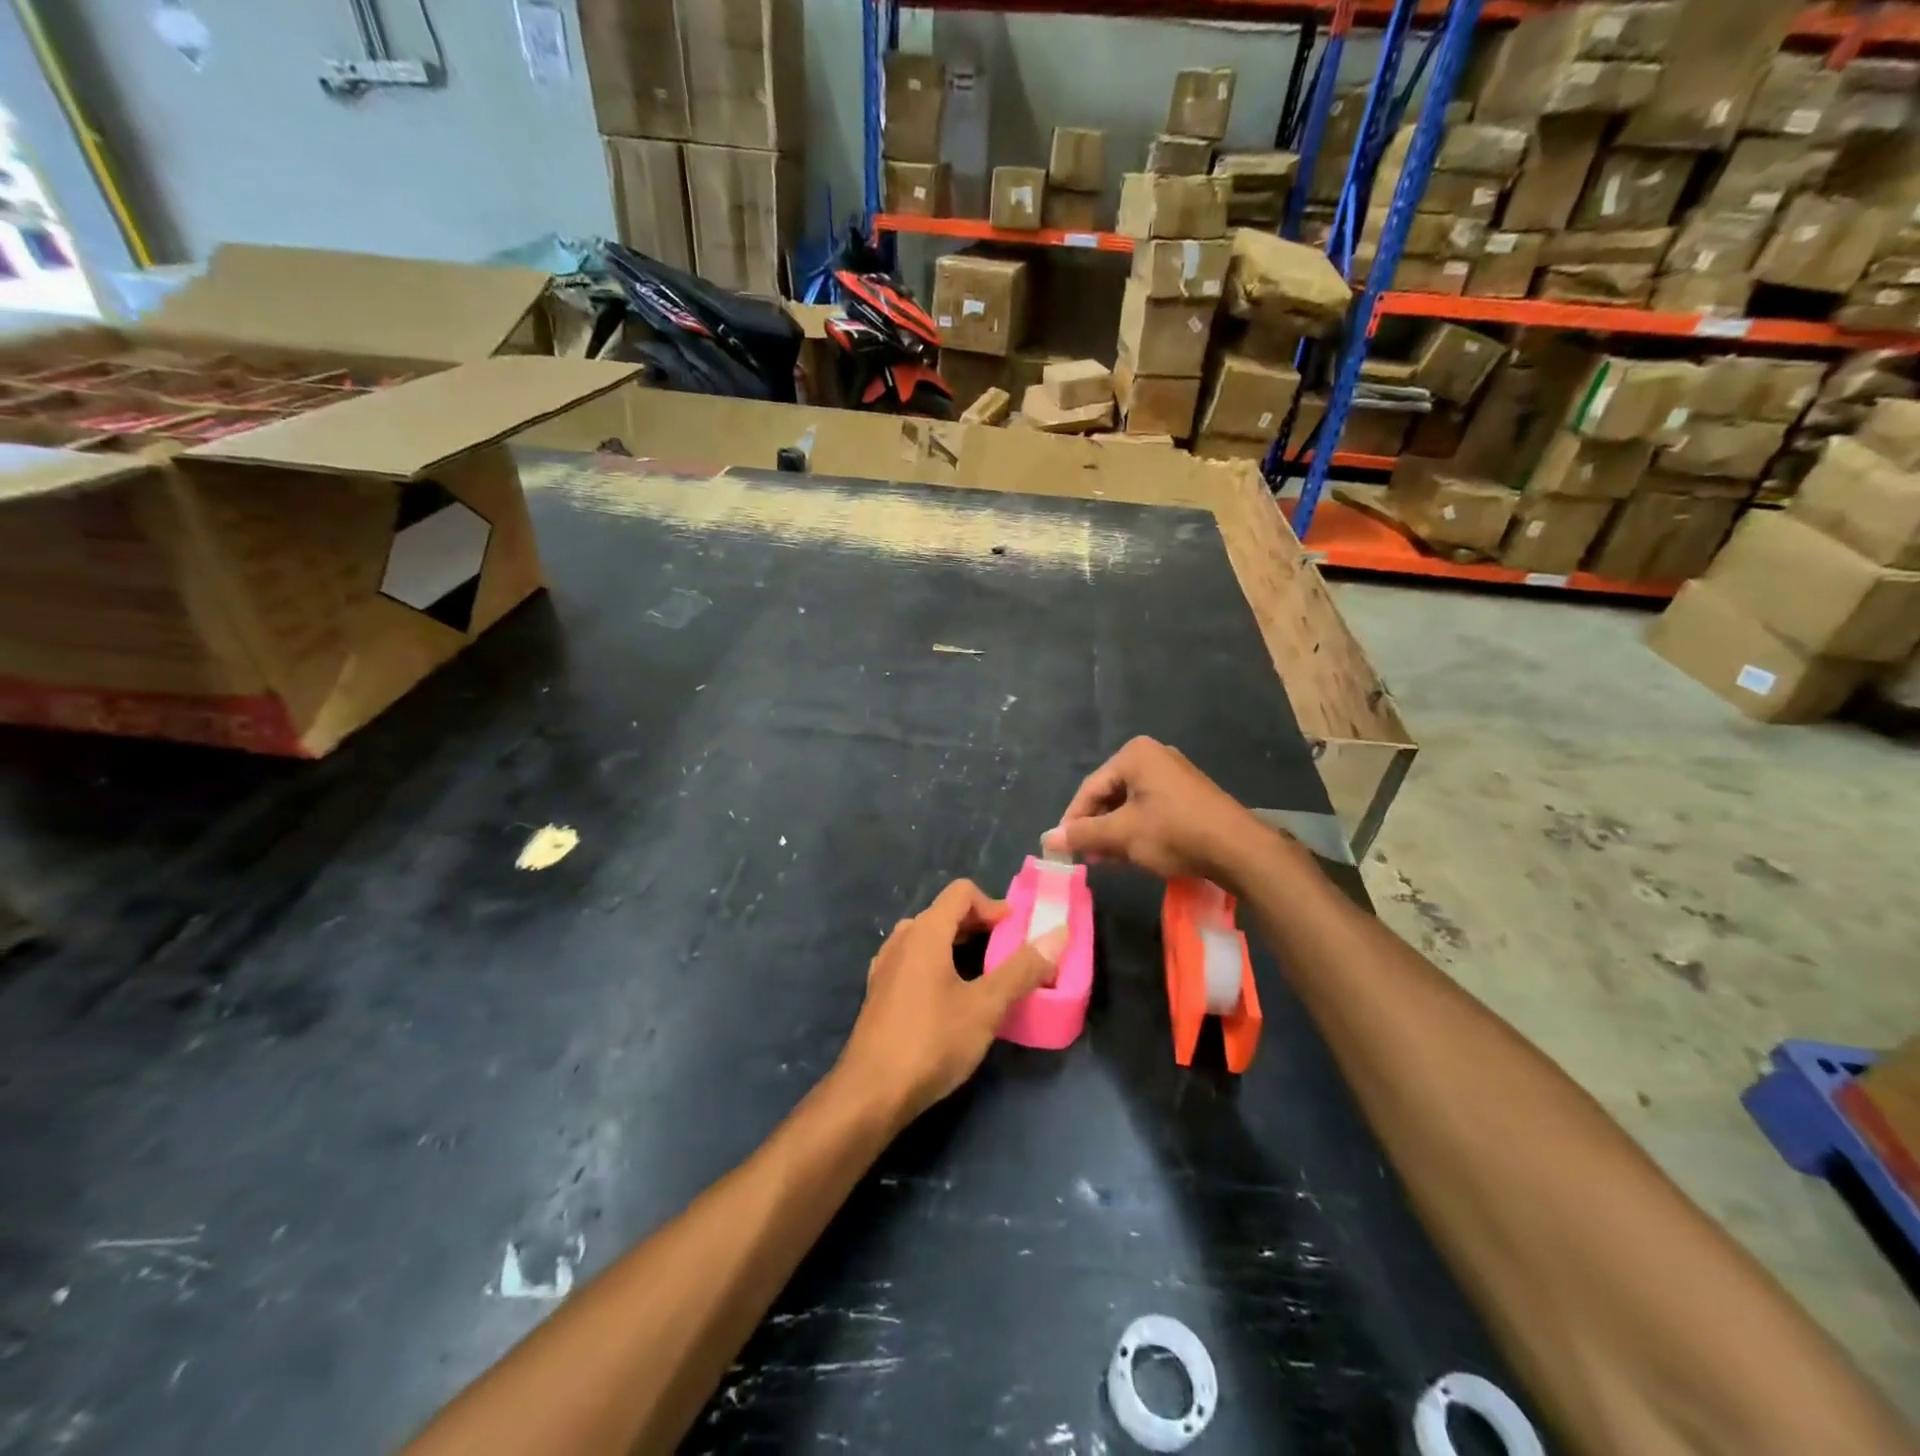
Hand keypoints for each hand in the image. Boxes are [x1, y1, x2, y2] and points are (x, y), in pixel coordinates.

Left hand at [838, 879, 1068, 1127]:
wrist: (871, 1093)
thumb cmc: (932, 1042)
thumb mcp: (986, 1006)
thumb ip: (1022, 969)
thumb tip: (1059, 934)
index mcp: (925, 932)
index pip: (961, 892)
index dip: (993, 905)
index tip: (1016, 932)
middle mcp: (902, 940)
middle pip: (944, 913)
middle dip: (979, 926)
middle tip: (1008, 952)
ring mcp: (885, 966)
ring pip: (927, 938)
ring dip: (957, 945)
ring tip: (983, 973)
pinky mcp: (879, 993)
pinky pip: (913, 961)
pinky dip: (937, 964)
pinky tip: (950, 996)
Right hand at [1041, 736, 1265, 886]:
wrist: (1238, 849)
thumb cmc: (1174, 833)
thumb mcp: (1122, 835)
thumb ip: (1083, 834)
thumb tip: (1047, 839)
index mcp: (1134, 754)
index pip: (1090, 788)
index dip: (1073, 819)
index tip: (1063, 847)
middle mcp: (1153, 756)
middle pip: (1110, 793)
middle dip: (1095, 827)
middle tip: (1086, 855)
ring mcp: (1174, 774)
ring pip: (1130, 804)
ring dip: (1114, 832)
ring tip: (1107, 859)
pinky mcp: (1188, 794)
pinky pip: (1150, 808)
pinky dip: (1136, 829)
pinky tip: (1132, 853)